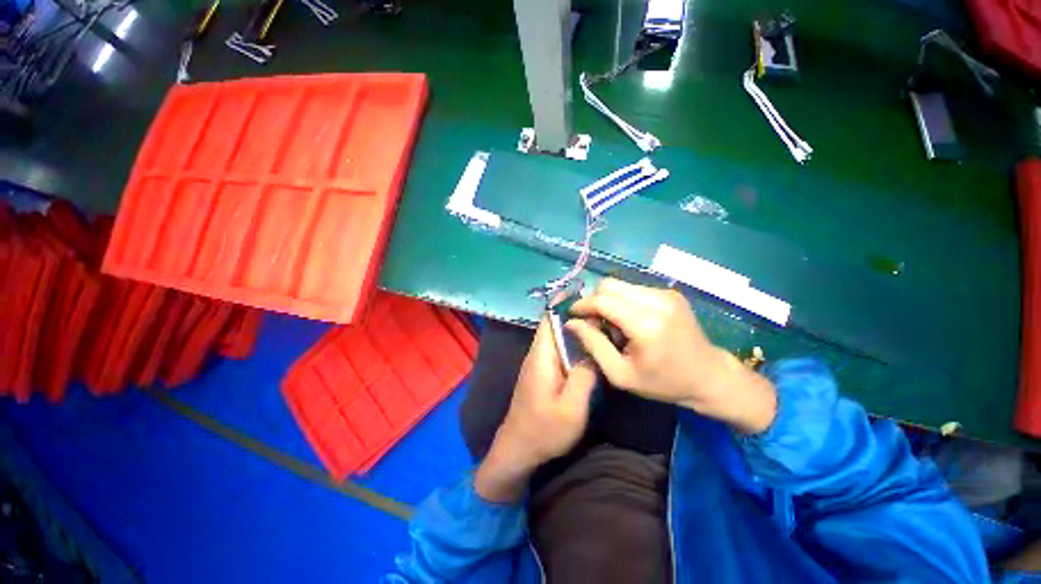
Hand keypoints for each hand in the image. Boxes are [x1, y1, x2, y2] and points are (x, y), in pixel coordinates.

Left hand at [475, 318, 597, 502]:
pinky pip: (558, 349)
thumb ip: (584, 376)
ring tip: (601, 322)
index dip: (564, 302)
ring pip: (557, 336)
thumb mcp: (572, 407)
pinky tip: (589, 346)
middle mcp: (537, 353)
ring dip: (575, 326)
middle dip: (575, 312)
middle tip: (603, 308)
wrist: (518, 448)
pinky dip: (572, 341)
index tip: (586, 293)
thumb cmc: (544, 430)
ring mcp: (538, 363)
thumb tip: (595, 350)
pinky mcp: (542, 372)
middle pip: (554, 324)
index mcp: (541, 355)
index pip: (549, 318)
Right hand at [566, 278, 775, 433]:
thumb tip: (572, 323)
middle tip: (594, 323)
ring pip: (620, 285)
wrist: (709, 376)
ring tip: (613, 325)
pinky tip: (628, 320)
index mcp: (646, 324)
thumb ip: (593, 345)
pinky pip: (633, 289)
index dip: (582, 305)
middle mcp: (657, 300)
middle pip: (609, 285)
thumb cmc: (663, 382)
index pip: (603, 300)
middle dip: (594, 301)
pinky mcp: (669, 292)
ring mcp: (665, 293)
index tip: (572, 315)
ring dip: (608, 301)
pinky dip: (622, 301)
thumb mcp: (621, 374)